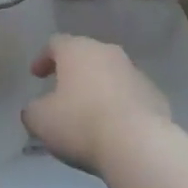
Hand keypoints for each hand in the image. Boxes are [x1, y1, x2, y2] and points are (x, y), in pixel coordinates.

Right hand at [24, 35, 171, 174]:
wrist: (138, 144)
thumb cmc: (81, 124)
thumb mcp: (40, 120)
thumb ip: (33, 110)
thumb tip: (36, 109)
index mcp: (77, 50)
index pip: (55, 43)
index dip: (43, 58)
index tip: (36, 76)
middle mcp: (107, 52)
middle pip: (86, 55)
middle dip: (73, 71)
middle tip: (62, 92)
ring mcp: (135, 72)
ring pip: (110, 73)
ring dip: (98, 87)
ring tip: (90, 112)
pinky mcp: (155, 94)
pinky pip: (130, 94)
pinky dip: (120, 104)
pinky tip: (114, 126)